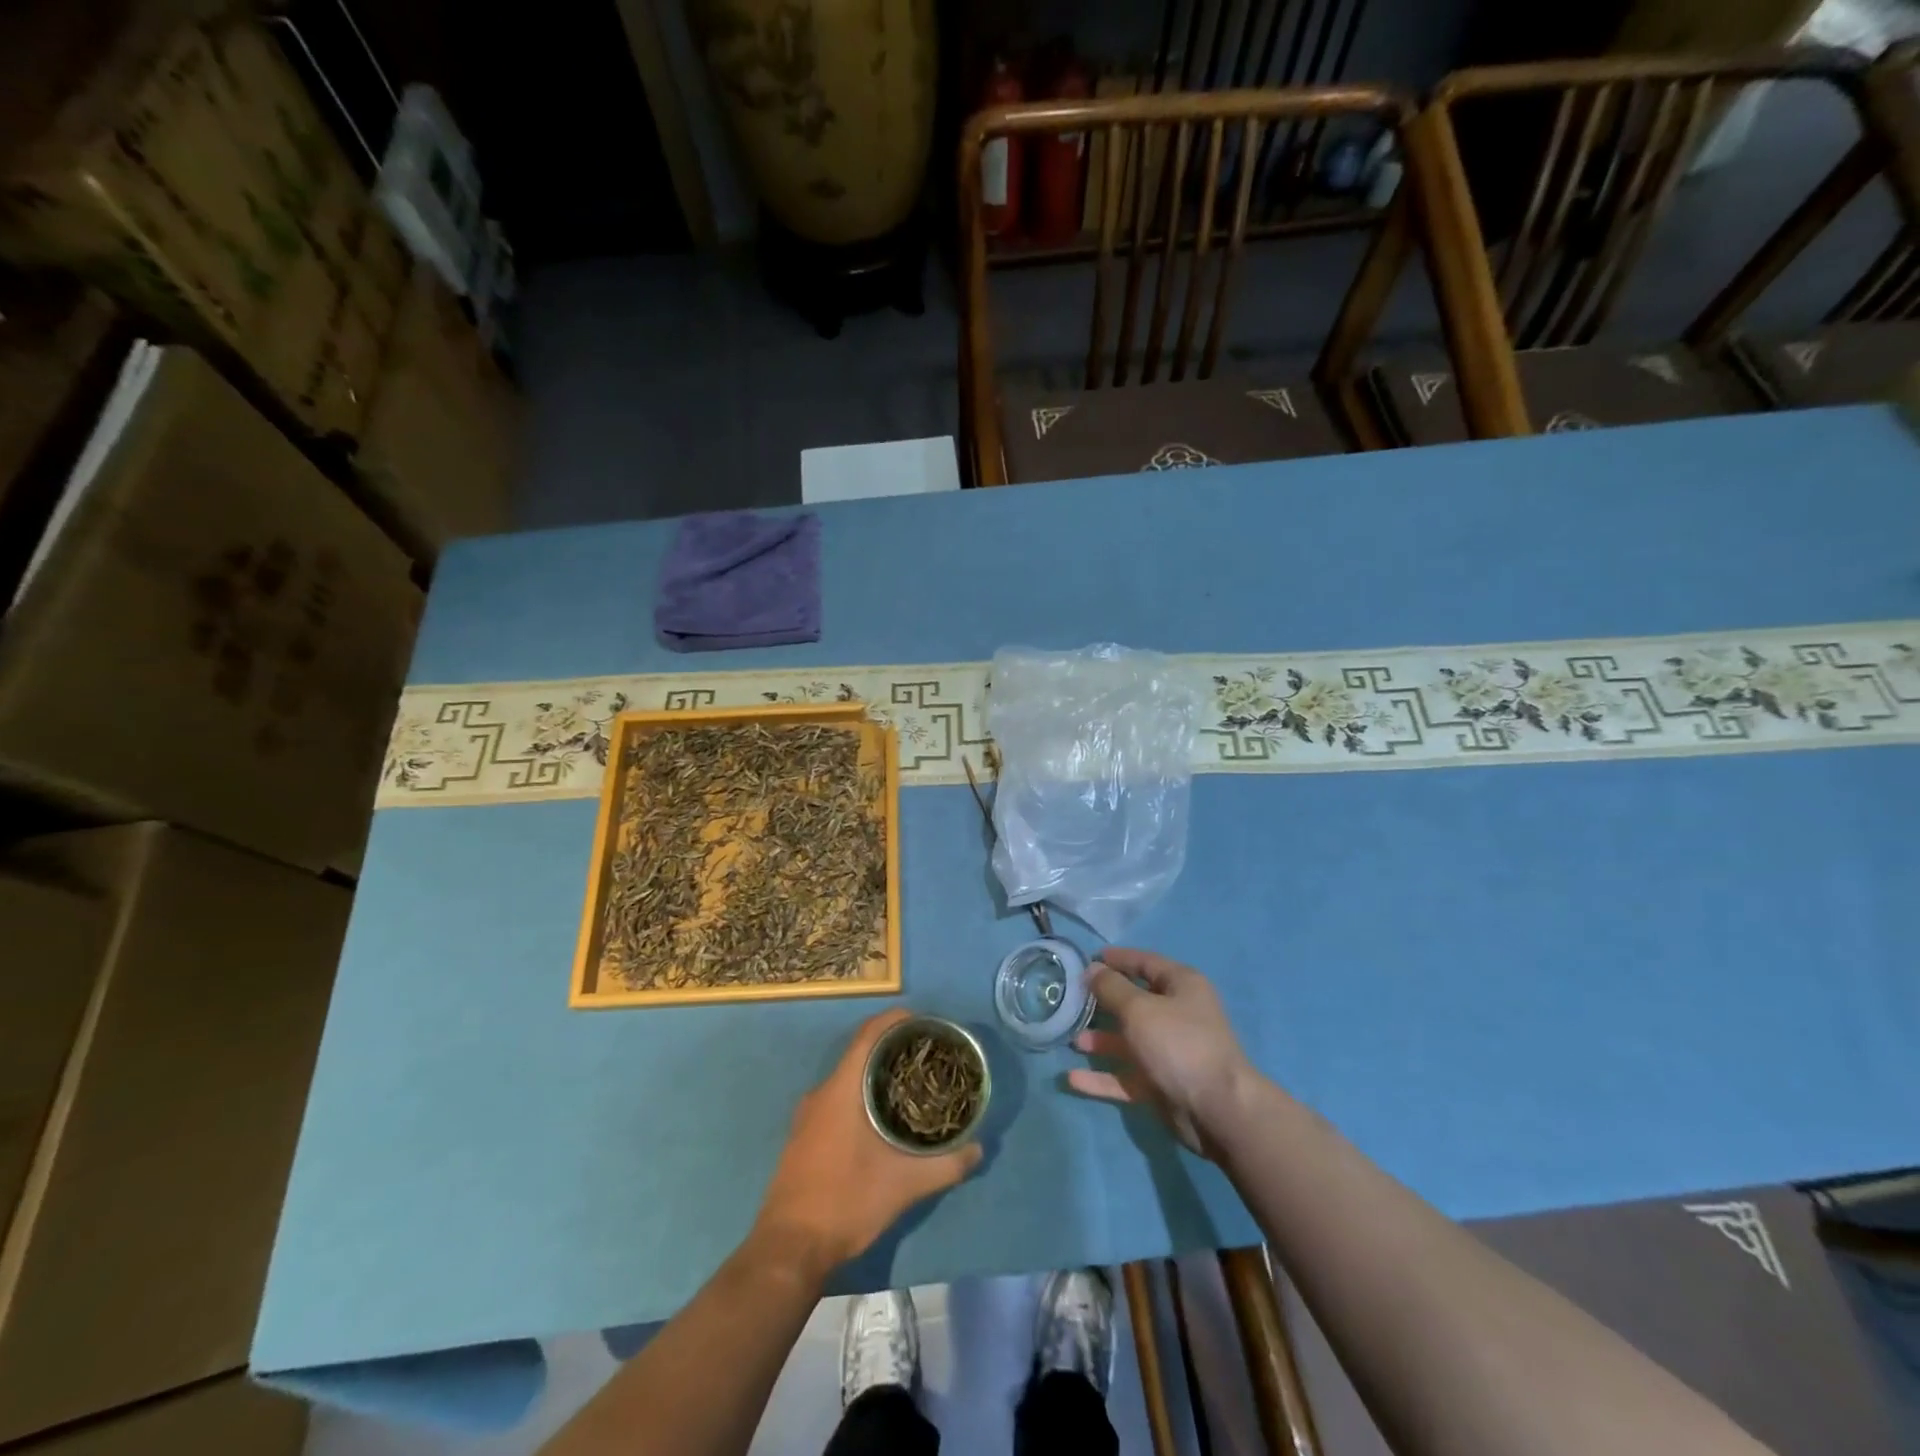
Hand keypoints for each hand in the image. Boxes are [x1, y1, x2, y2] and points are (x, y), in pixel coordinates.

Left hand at [753, 1009, 982, 1273]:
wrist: (788, 1250)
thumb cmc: (845, 1202)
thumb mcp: (903, 1185)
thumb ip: (945, 1165)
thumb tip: (978, 1148)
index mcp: (841, 1089)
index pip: (868, 1034)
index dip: (895, 1020)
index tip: (924, 1021)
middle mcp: (821, 1093)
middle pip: (859, 1053)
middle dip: (893, 1048)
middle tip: (927, 1055)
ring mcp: (808, 1115)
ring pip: (848, 1078)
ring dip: (877, 1074)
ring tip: (912, 1084)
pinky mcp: (804, 1136)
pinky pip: (837, 1098)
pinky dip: (861, 1094)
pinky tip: (883, 1118)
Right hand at [1068, 948, 1256, 1157]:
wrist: (1218, 1110)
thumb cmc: (1178, 1044)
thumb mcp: (1139, 1009)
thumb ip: (1111, 988)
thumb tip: (1092, 969)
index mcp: (1181, 986)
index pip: (1145, 963)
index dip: (1117, 959)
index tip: (1088, 959)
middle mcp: (1177, 1015)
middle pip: (1134, 1002)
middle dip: (1103, 1002)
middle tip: (1071, 1000)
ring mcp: (1170, 1052)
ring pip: (1129, 1041)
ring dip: (1100, 1041)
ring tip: (1071, 1040)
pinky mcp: (1163, 1084)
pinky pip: (1127, 1076)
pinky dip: (1103, 1078)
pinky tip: (1073, 1079)